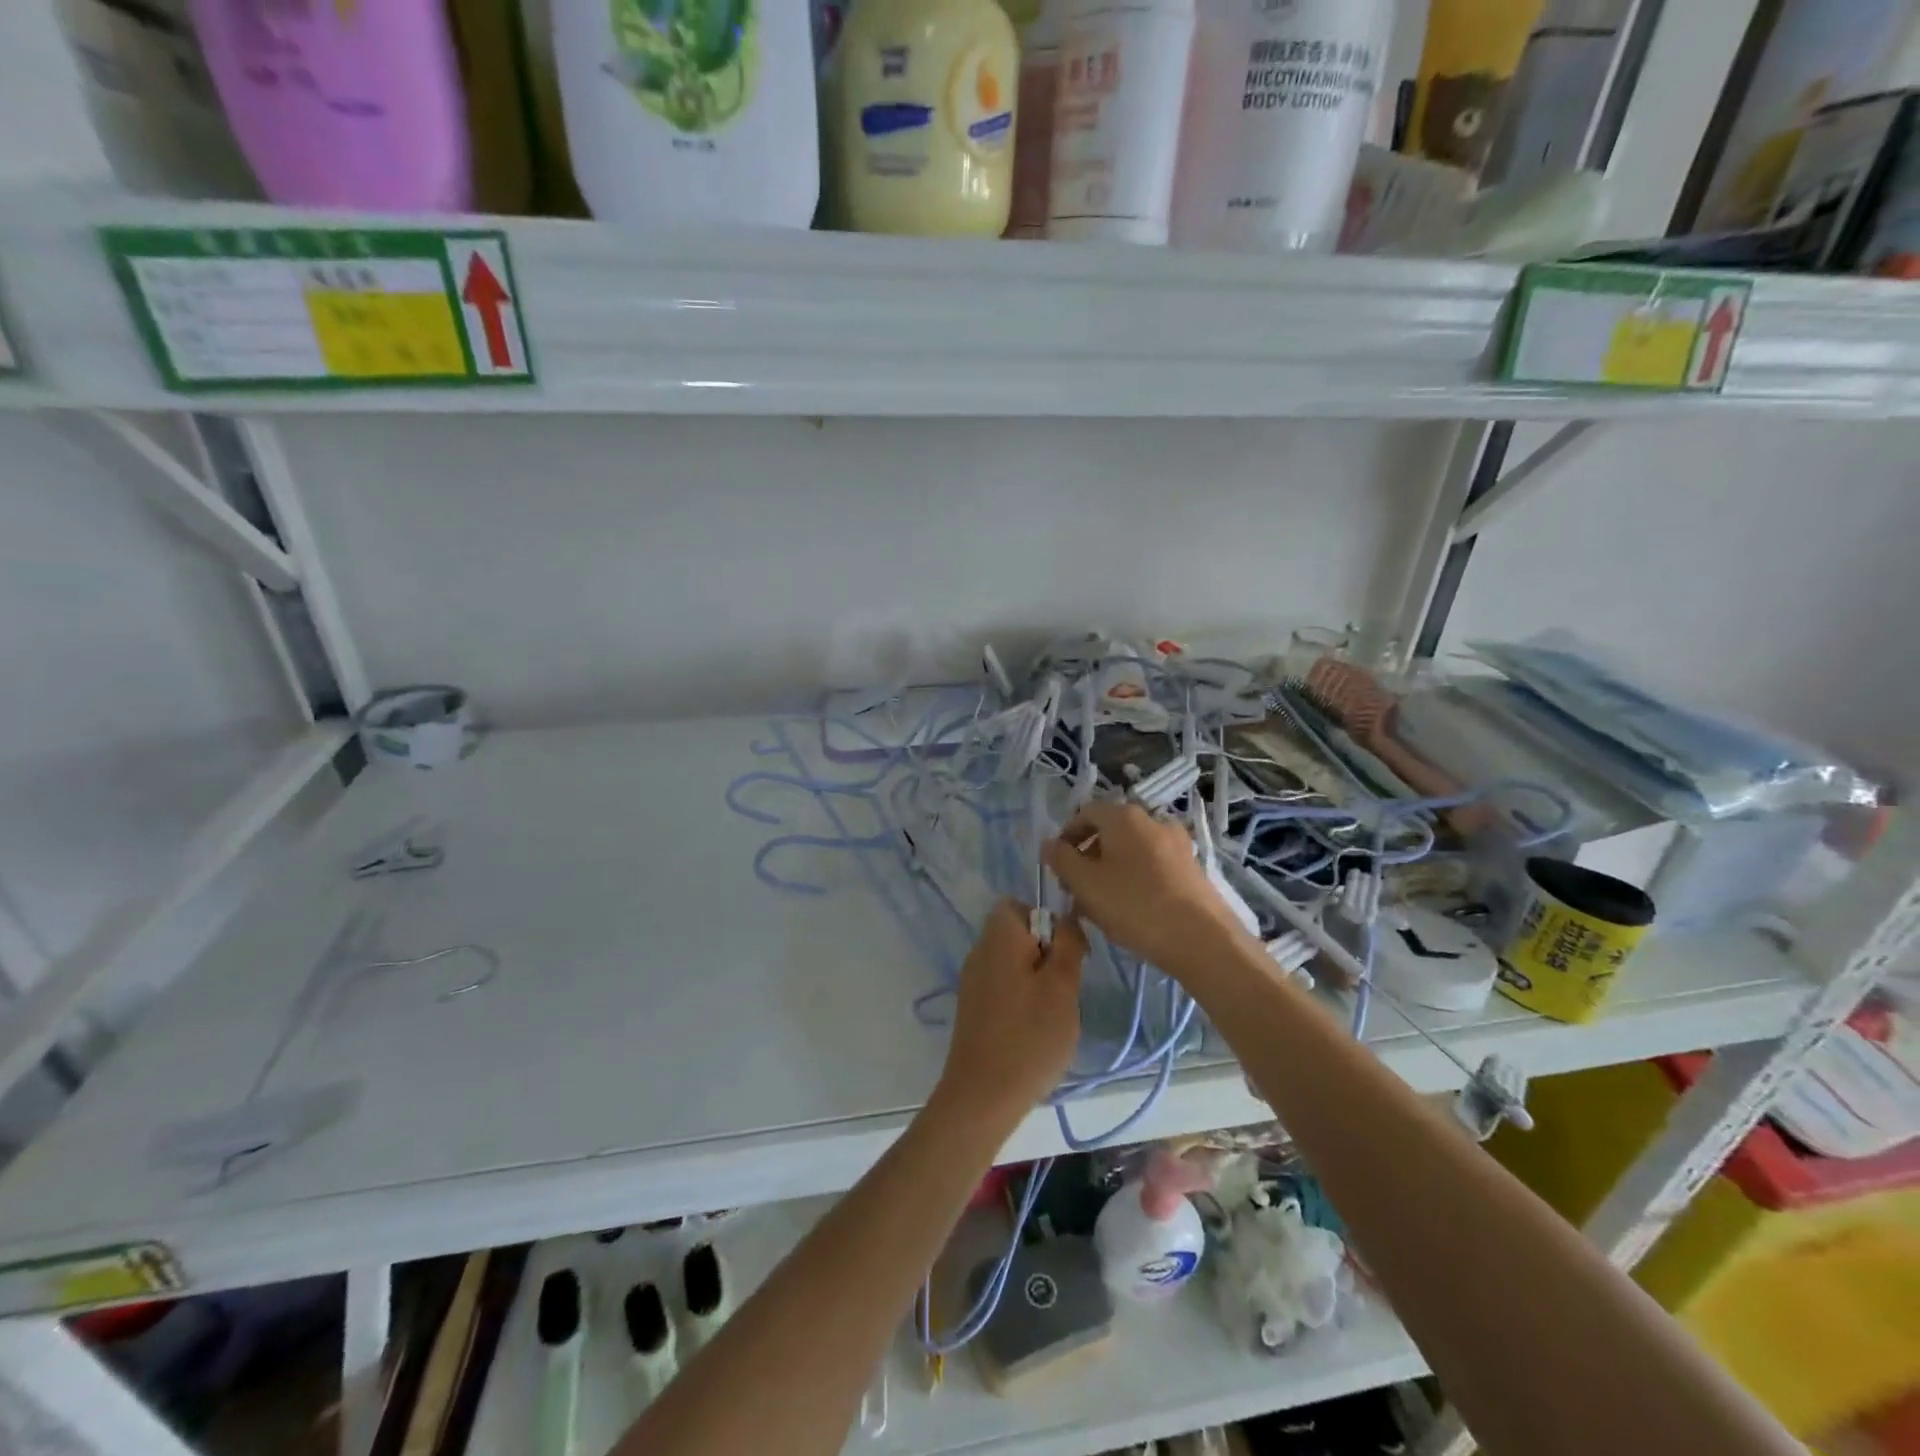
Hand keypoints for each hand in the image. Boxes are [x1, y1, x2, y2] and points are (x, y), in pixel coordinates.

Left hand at [937, 901, 1085, 1121]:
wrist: (982, 1095)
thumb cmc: (1030, 1037)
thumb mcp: (1062, 987)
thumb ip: (1068, 944)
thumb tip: (1066, 918)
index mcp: (998, 936)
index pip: (1020, 904)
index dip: (1048, 922)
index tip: (1067, 955)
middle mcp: (980, 950)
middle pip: (1017, 933)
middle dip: (1046, 953)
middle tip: (1064, 987)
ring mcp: (972, 980)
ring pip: (1013, 962)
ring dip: (1036, 979)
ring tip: (1052, 1012)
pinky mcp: (973, 1008)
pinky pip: (1003, 986)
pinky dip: (1021, 998)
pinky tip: (1033, 1030)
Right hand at [1042, 802, 1251, 974]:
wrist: (1202, 939)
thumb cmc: (1135, 905)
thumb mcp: (1085, 884)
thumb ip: (1061, 859)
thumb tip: (1049, 843)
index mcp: (1124, 816)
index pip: (1085, 813)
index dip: (1066, 836)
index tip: (1058, 866)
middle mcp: (1152, 820)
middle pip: (1109, 831)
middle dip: (1088, 856)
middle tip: (1076, 889)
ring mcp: (1176, 843)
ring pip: (1130, 850)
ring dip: (1110, 870)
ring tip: (1101, 904)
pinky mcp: (1191, 867)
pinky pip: (1152, 865)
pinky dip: (1135, 878)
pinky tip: (1131, 909)